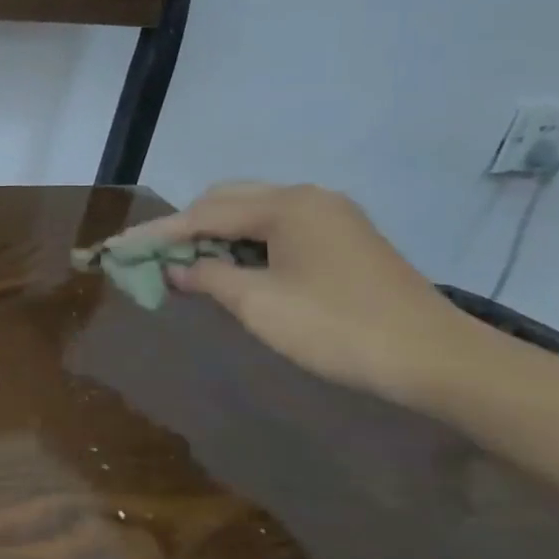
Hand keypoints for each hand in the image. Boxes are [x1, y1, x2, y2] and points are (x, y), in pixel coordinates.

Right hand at [111, 182, 487, 406]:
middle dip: (186, 228)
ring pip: (253, 213)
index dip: (158, 233)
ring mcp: (330, 216)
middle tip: (156, 258)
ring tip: (189, 266)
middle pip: (226, 201)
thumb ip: (208, 277)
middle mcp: (306, 197)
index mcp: (285, 205)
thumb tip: (174, 268)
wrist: (439, 361)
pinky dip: (247, 245)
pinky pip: (278, 229)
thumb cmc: (339, 329)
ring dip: (217, 236)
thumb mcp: (259, 305)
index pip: (204, 213)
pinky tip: (234, 270)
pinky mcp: (344, 239)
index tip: (119, 247)